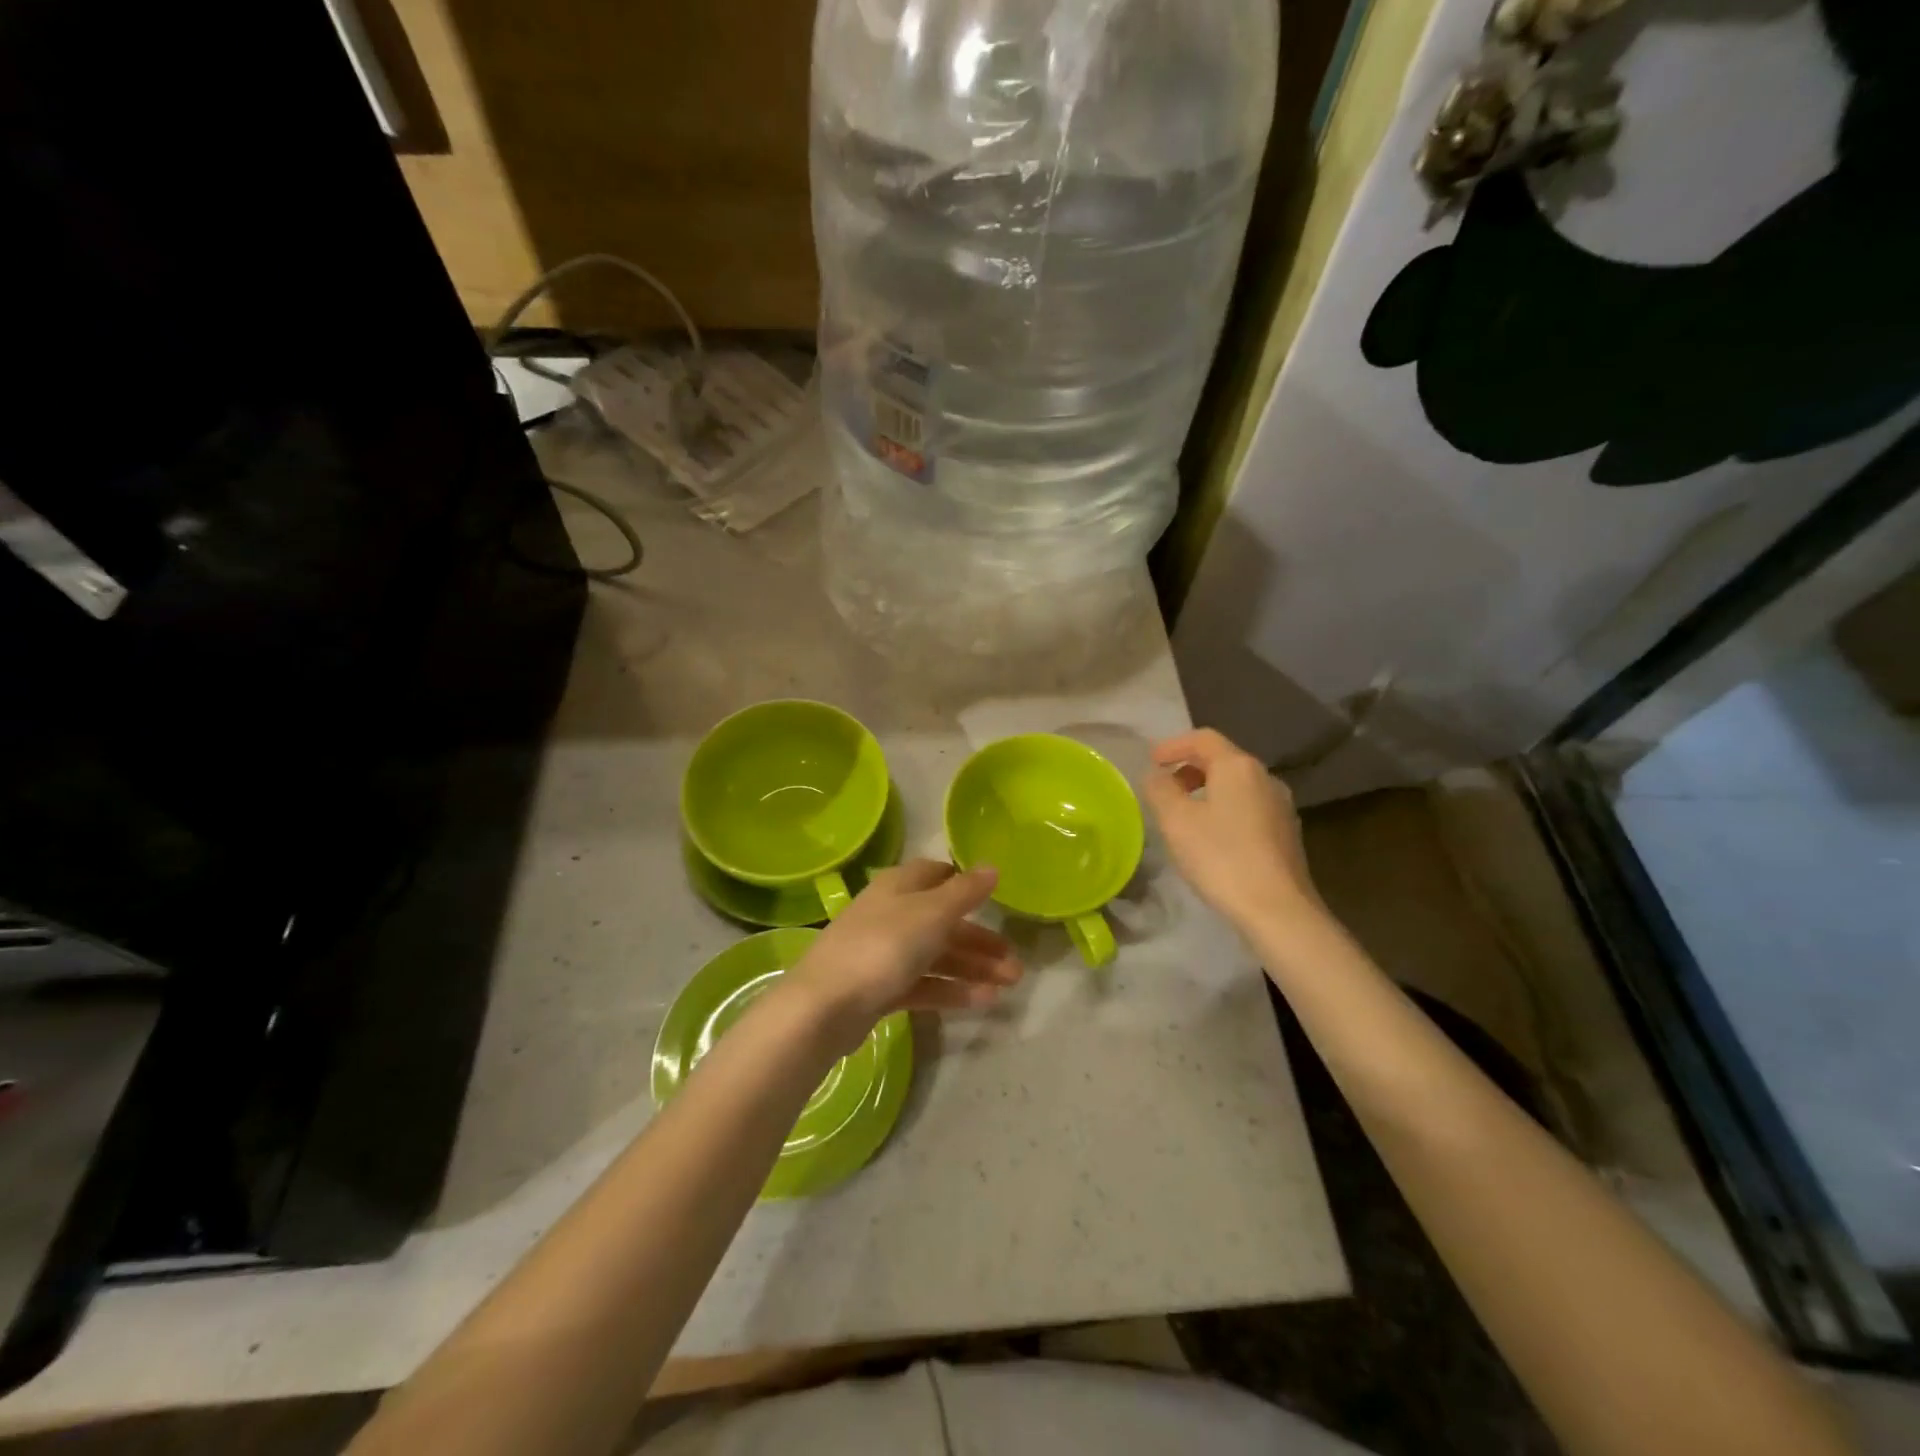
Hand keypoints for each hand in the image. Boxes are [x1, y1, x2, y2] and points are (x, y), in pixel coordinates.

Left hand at [783, 860, 1022, 1054]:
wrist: (826, 1005)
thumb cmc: (883, 946)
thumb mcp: (931, 913)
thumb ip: (965, 892)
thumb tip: (992, 867)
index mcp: (898, 887)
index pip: (934, 874)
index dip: (963, 883)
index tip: (992, 898)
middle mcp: (891, 914)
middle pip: (942, 921)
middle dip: (979, 939)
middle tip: (1015, 961)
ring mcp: (883, 953)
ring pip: (936, 955)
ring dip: (973, 968)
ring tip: (1010, 984)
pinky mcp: (880, 989)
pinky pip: (923, 984)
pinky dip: (952, 990)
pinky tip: (983, 1002)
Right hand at [1142, 728, 1323, 930]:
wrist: (1277, 910)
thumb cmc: (1221, 857)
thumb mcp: (1176, 821)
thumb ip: (1160, 789)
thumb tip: (1157, 775)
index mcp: (1238, 767)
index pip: (1203, 738)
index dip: (1173, 745)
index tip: (1151, 761)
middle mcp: (1265, 778)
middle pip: (1223, 759)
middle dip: (1189, 767)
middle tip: (1164, 787)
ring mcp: (1280, 806)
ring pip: (1237, 785)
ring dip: (1207, 790)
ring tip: (1184, 814)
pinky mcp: (1286, 833)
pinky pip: (1249, 807)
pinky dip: (1224, 809)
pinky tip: (1212, 836)